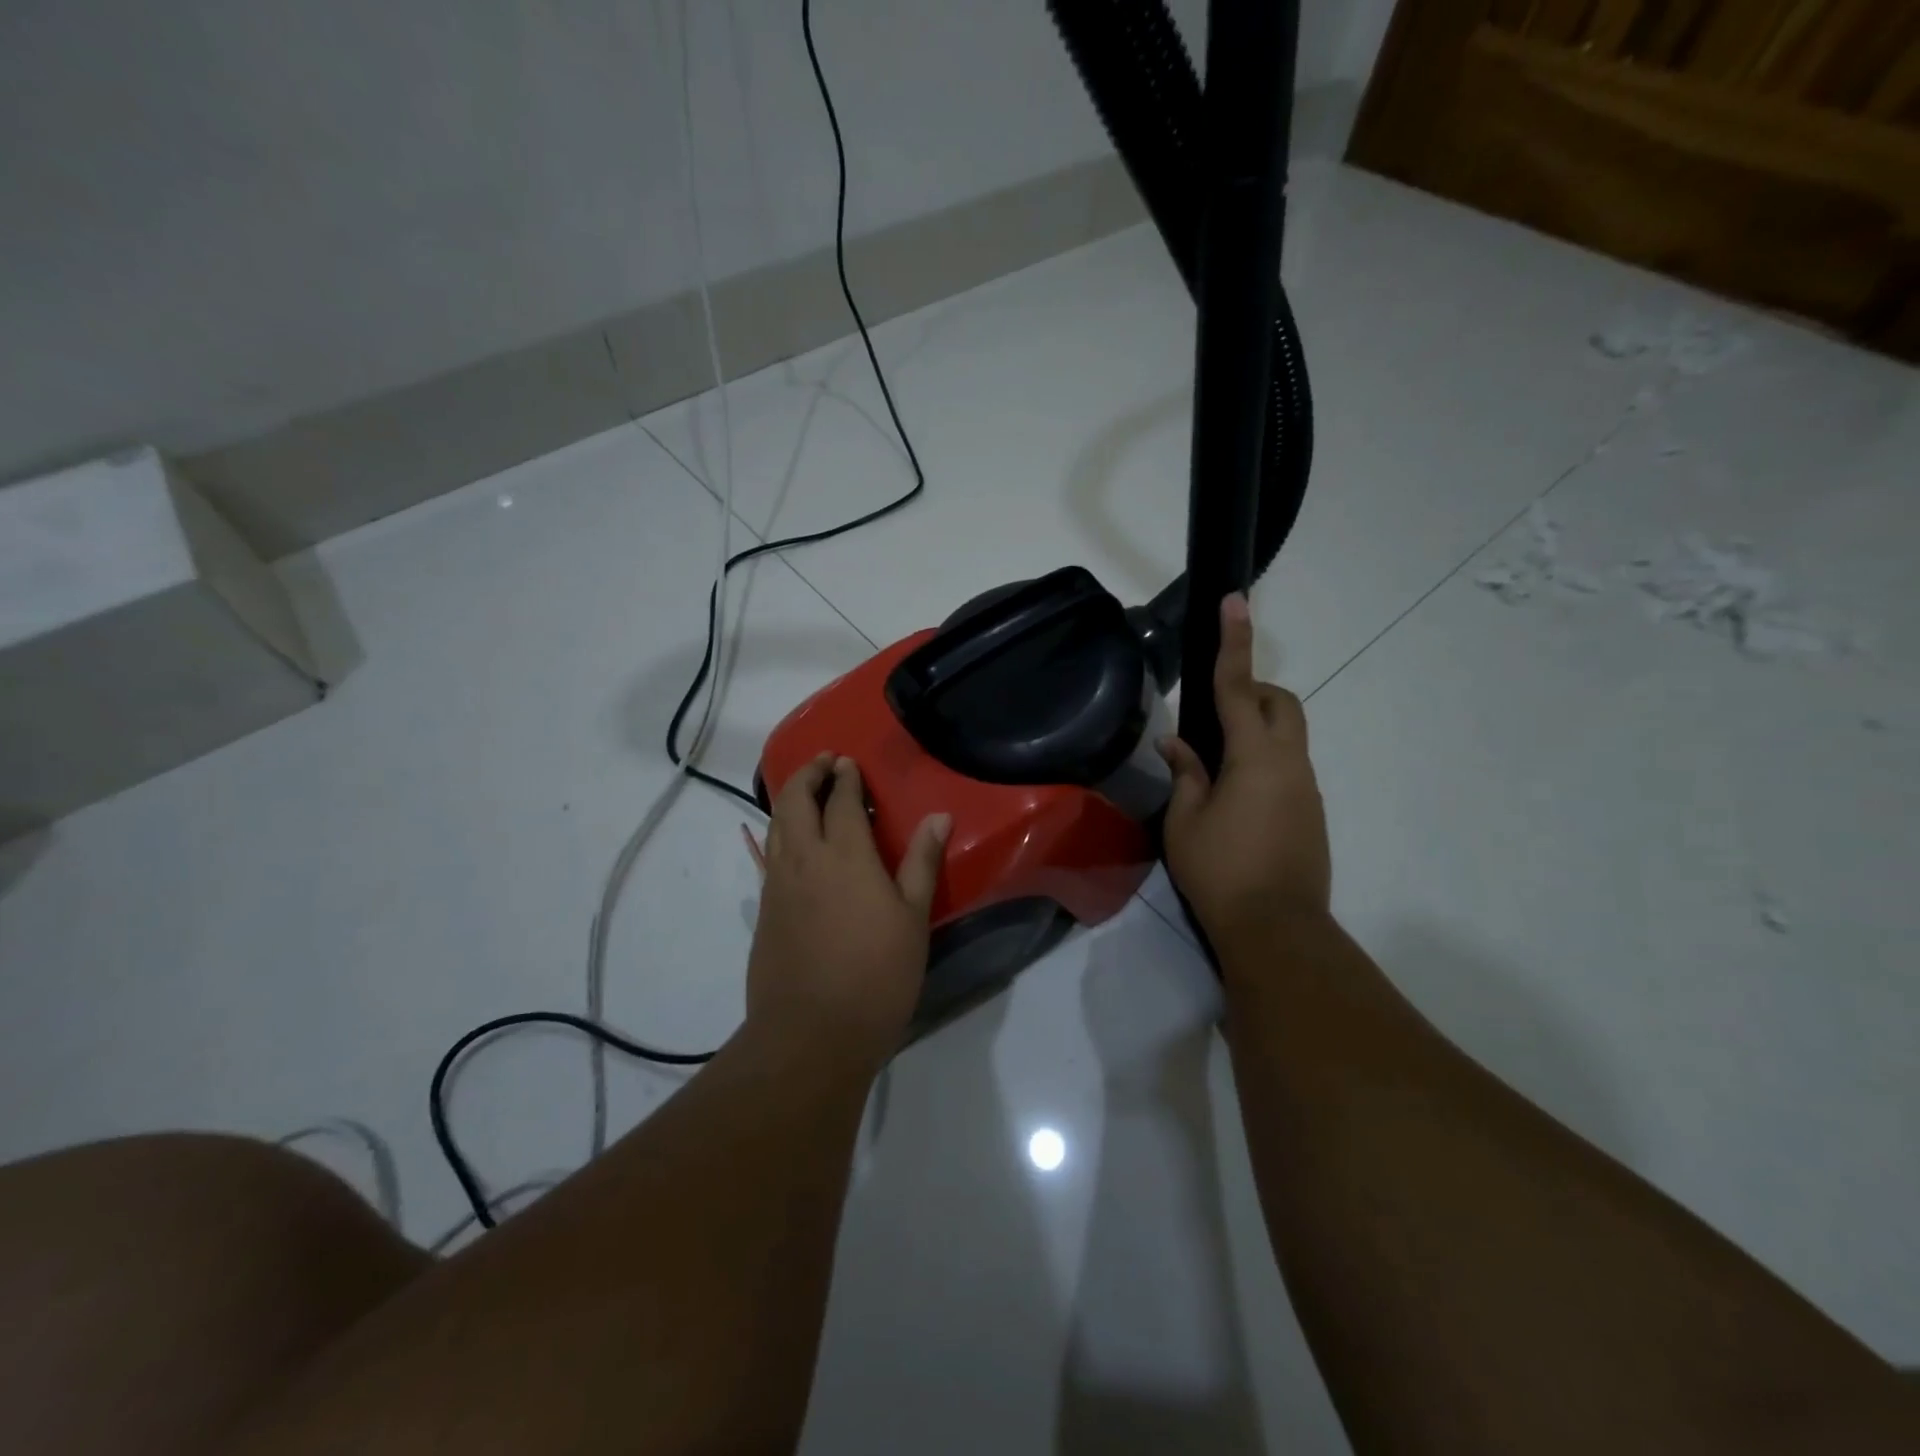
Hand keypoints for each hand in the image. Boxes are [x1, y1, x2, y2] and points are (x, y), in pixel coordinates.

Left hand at [745, 754, 950, 1067]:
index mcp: (845, 855)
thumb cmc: (876, 975)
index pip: (841, 801)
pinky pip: (770, 855)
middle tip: (824, 763)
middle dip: (808, 774)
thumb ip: (922, 862)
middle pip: (795, 801)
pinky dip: (780, 831)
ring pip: (776, 825)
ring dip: (789, 799)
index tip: (849, 762)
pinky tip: (793, 843)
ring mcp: (778, 885)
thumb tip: (938, 816)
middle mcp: (804, 859)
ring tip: (806, 791)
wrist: (810, 1033)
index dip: (845, 778)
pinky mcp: (764, 911)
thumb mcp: (913, 918)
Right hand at [1159, 594, 1330, 959]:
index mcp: (1255, 757)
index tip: (1235, 601)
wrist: (1276, 929)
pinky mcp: (1311, 812)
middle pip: (1280, 703)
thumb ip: (1185, 773)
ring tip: (1214, 764)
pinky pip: (1288, 766)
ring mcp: (1306, 788)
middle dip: (1251, 691)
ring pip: (1287, 736)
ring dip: (1255, 731)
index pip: (1238, 687)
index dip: (1234, 642)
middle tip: (1212, 715)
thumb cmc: (1220, 871)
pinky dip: (1262, 761)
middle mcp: (1290, 763)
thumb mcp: (1185, 821)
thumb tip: (1177, 744)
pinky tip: (1233, 797)